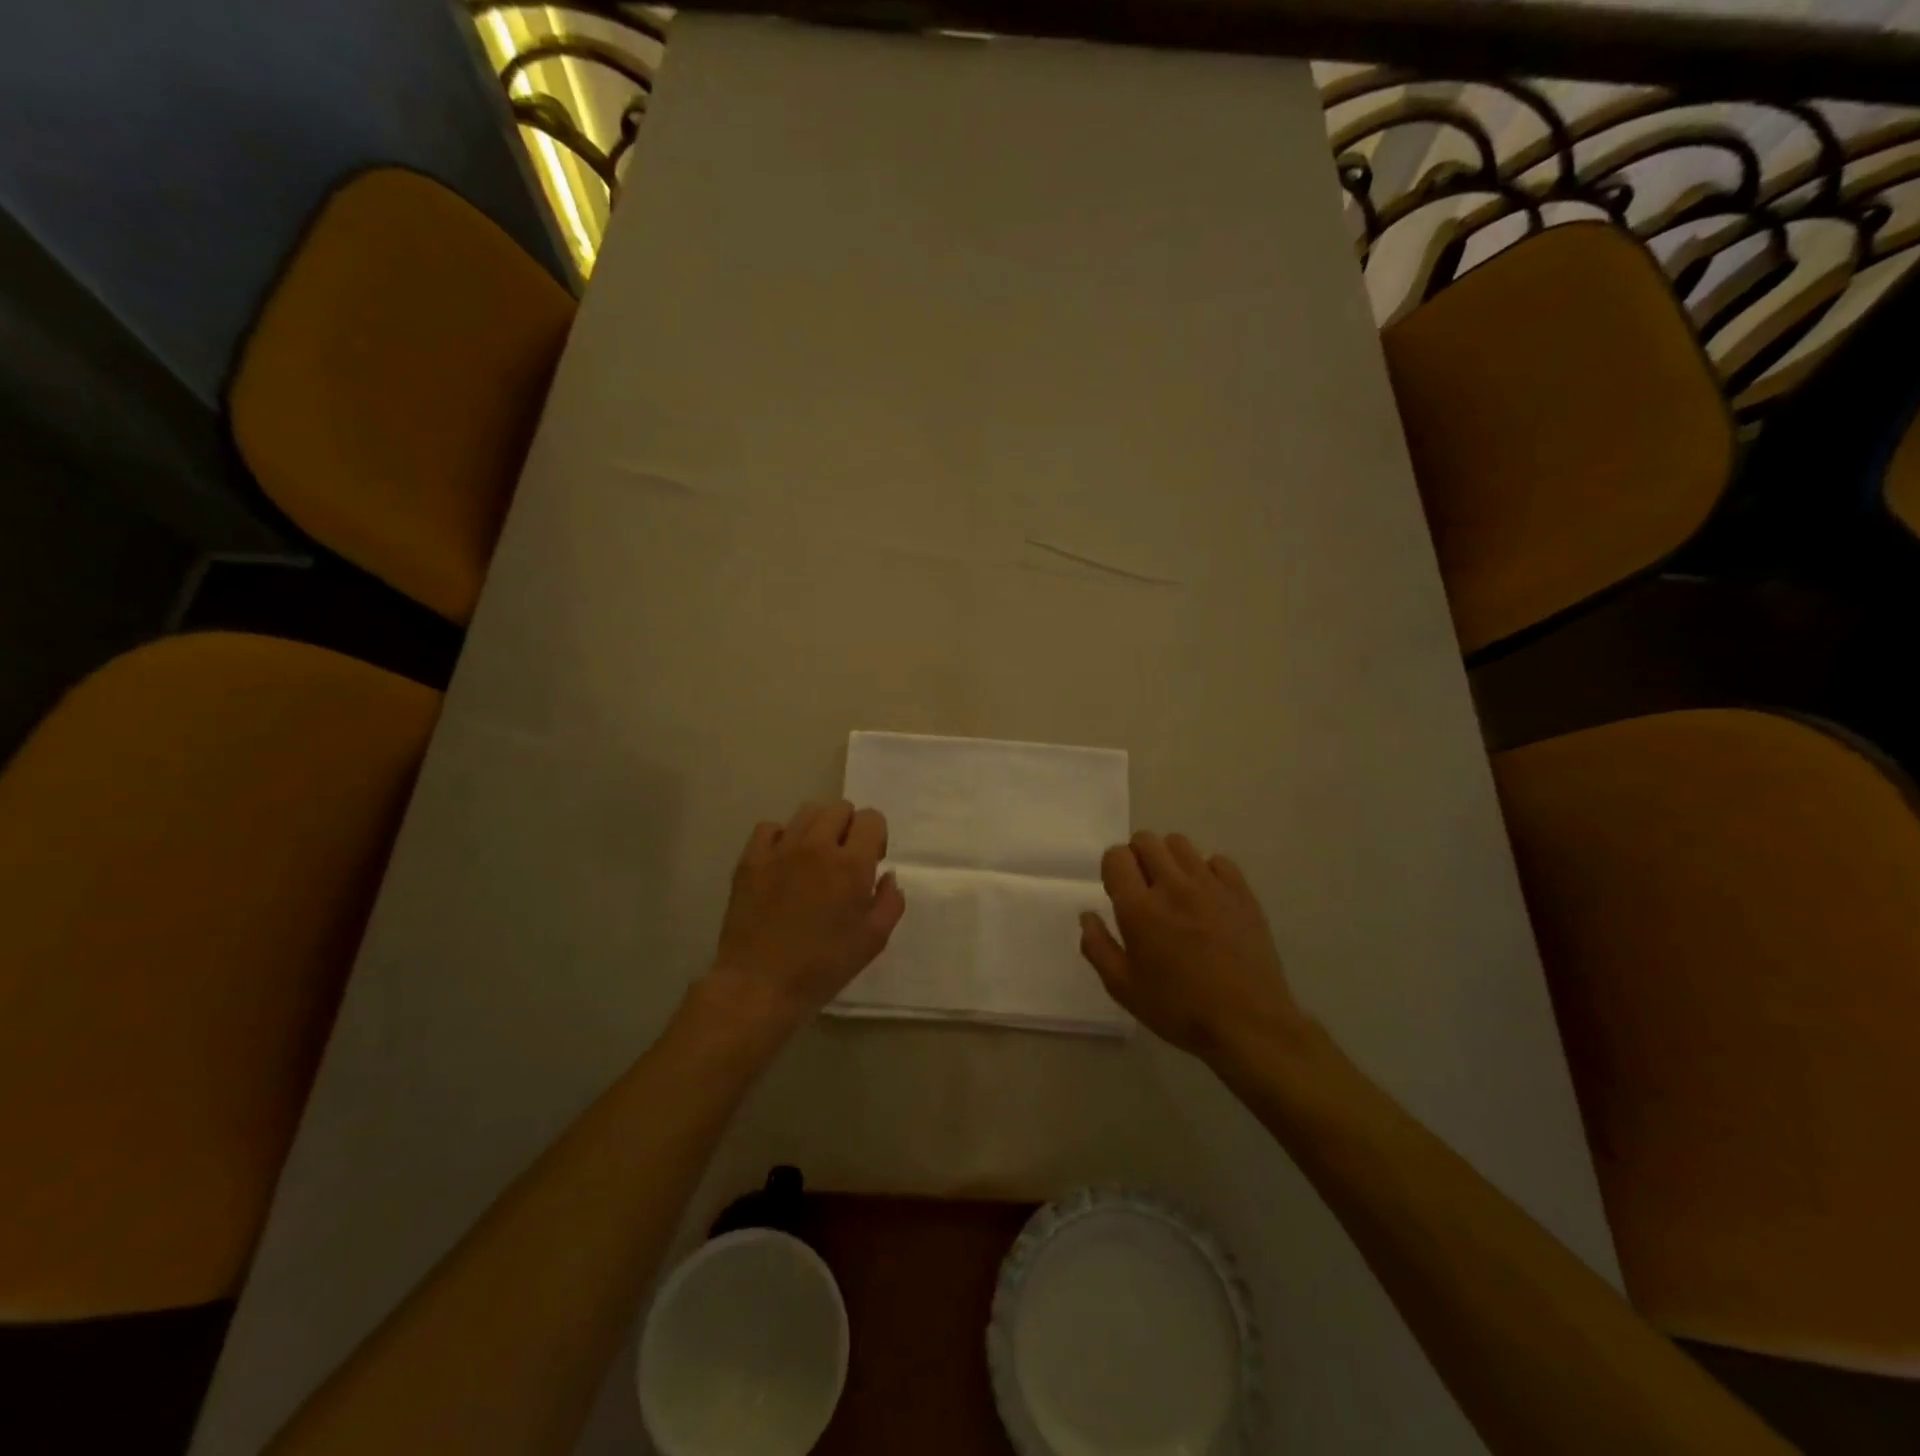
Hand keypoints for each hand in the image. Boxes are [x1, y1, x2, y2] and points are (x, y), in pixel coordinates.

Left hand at [702, 801, 905, 1037]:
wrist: (759, 984)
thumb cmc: (822, 966)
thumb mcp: (872, 941)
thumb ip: (889, 902)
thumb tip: (887, 876)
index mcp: (850, 864)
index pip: (871, 818)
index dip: (876, 836)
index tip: (871, 863)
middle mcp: (816, 846)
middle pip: (840, 809)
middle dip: (849, 828)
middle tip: (844, 860)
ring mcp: (780, 850)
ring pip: (807, 812)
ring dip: (819, 828)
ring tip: (815, 858)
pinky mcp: (750, 860)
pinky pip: (770, 828)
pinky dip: (782, 837)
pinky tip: (784, 862)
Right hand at [1080, 832, 1309, 1065]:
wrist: (1249, 1024)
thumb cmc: (1179, 1009)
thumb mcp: (1124, 988)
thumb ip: (1098, 947)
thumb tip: (1088, 915)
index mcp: (1139, 908)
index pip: (1116, 856)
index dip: (1112, 868)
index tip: (1118, 891)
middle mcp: (1173, 886)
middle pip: (1146, 840)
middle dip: (1137, 856)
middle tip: (1142, 887)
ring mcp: (1211, 886)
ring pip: (1180, 843)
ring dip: (1169, 859)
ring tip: (1174, 889)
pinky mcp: (1241, 892)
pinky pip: (1217, 860)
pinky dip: (1206, 871)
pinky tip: (1206, 898)